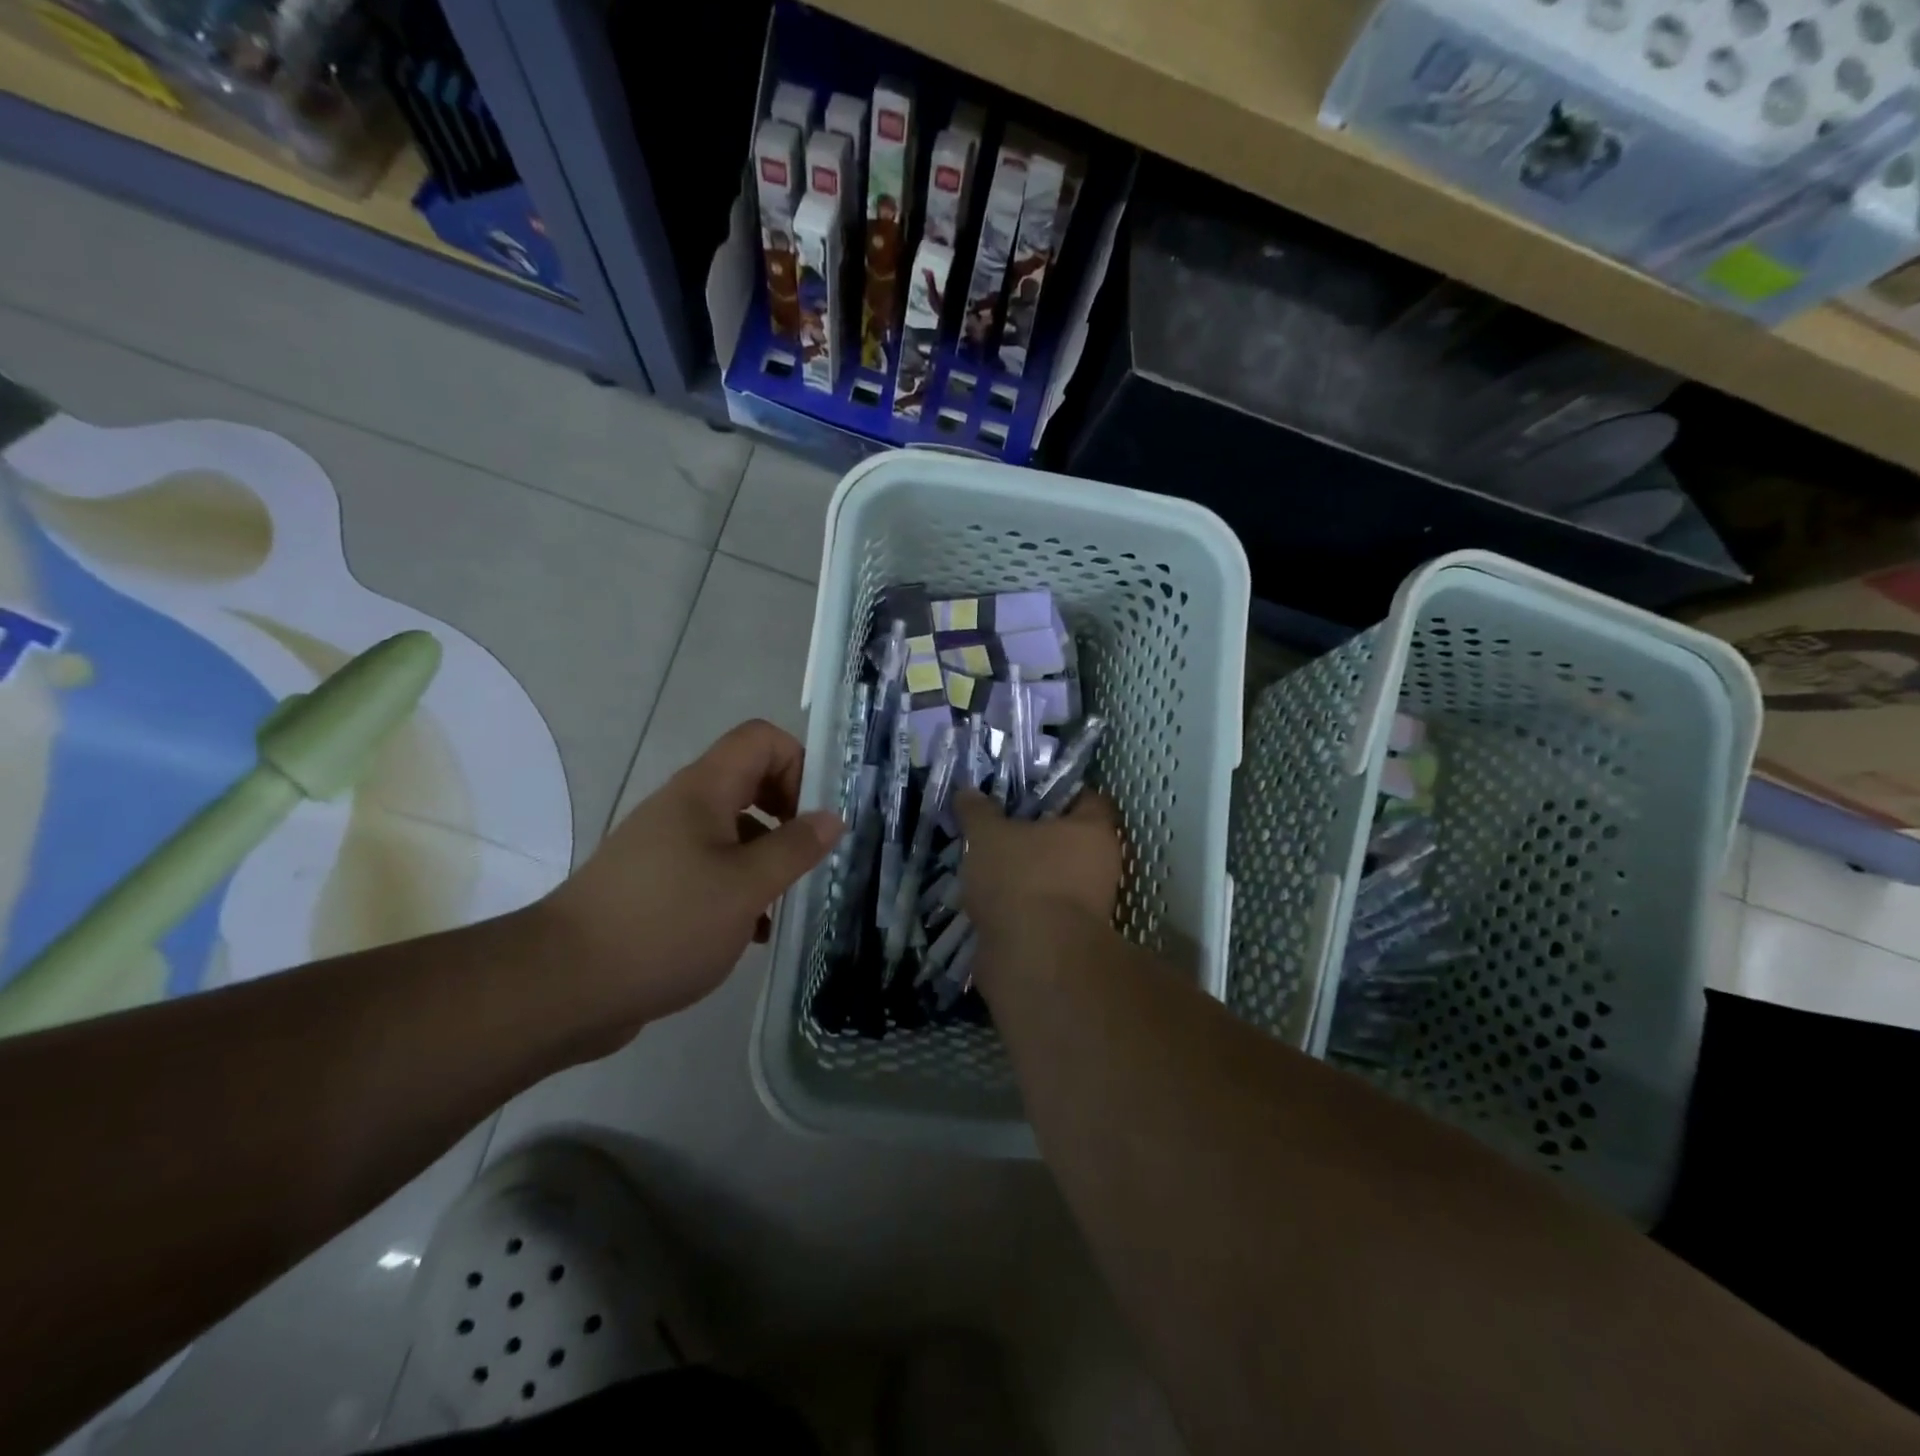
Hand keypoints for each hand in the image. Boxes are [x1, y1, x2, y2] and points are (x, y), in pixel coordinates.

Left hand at [539, 720, 842, 1030]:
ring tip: (789, 901)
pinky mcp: (657, 885)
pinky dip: (740, 888)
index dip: (798, 763)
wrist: (563, 985)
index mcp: (704, 791)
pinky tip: (755, 932)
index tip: (815, 815)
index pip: (761, 739)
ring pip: (734, 831)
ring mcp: (666, 847)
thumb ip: (795, 848)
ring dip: (768, 857)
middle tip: (811, 857)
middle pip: (750, 781)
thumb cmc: (665, 924)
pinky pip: (712, 869)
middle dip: (790, 813)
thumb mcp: (746, 887)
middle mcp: (683, 808)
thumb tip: (832, 817)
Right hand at [954, 789, 1123, 931]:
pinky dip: (1020, 903)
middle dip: (1034, 834)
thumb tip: (968, 792)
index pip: (1087, 797)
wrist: (1034, 960)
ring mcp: (1088, 904)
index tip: (1023, 792)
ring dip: (1025, 872)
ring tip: (984, 864)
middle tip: (996, 827)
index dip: (1056, 791)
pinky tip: (988, 898)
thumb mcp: (988, 835)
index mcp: (1094, 829)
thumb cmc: (1021, 879)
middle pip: (1068, 838)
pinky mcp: (1067, 936)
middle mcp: (1101, 864)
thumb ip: (978, 811)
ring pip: (1053, 875)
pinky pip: (1041, 907)